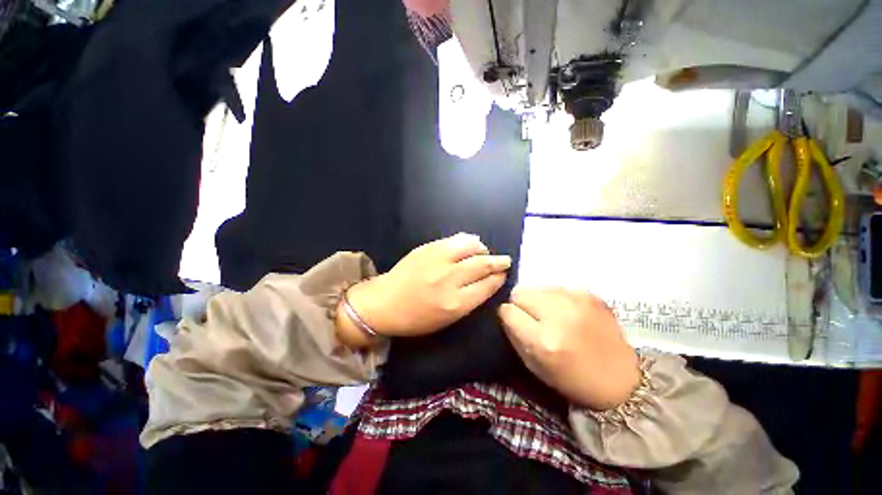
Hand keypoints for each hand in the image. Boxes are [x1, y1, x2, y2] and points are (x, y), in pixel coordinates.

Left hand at [337, 233, 510, 345]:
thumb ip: (470, 300)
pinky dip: (467, 241)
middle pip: (483, 264)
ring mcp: (437, 260)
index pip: (487, 285)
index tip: (503, 274)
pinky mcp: (428, 247)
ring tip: (484, 252)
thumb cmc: (416, 318)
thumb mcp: (447, 319)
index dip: (499, 278)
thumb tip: (487, 281)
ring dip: (483, 249)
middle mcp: (449, 279)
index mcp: (455, 303)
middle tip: (504, 261)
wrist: (384, 303)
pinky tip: (470, 244)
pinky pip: (455, 240)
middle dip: (498, 262)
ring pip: (471, 246)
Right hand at [499, 288, 639, 410]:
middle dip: (520, 304)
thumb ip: (514, 336)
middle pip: (520, 292)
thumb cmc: (573, 380)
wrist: (622, 380)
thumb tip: (505, 313)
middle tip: (532, 319)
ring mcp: (576, 301)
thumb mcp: (535, 367)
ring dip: (538, 300)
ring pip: (537, 287)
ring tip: (551, 316)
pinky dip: (555, 298)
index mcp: (544, 341)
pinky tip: (566, 313)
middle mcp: (559, 315)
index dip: (507, 316)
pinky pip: (556, 288)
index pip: (508, 311)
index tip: (514, 322)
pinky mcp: (589, 294)